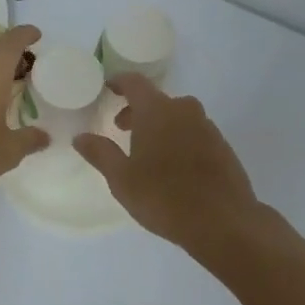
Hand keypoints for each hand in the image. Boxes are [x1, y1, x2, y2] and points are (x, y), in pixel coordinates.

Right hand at [74, 75, 260, 252]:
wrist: (224, 222)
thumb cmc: (164, 197)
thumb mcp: (122, 179)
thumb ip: (100, 153)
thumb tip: (80, 137)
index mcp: (157, 111)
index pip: (135, 82)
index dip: (119, 83)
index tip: (108, 88)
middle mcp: (184, 110)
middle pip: (156, 100)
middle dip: (137, 110)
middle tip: (121, 129)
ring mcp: (207, 127)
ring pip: (177, 116)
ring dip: (159, 125)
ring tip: (146, 151)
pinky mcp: (222, 146)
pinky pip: (193, 132)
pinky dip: (179, 138)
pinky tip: (173, 166)